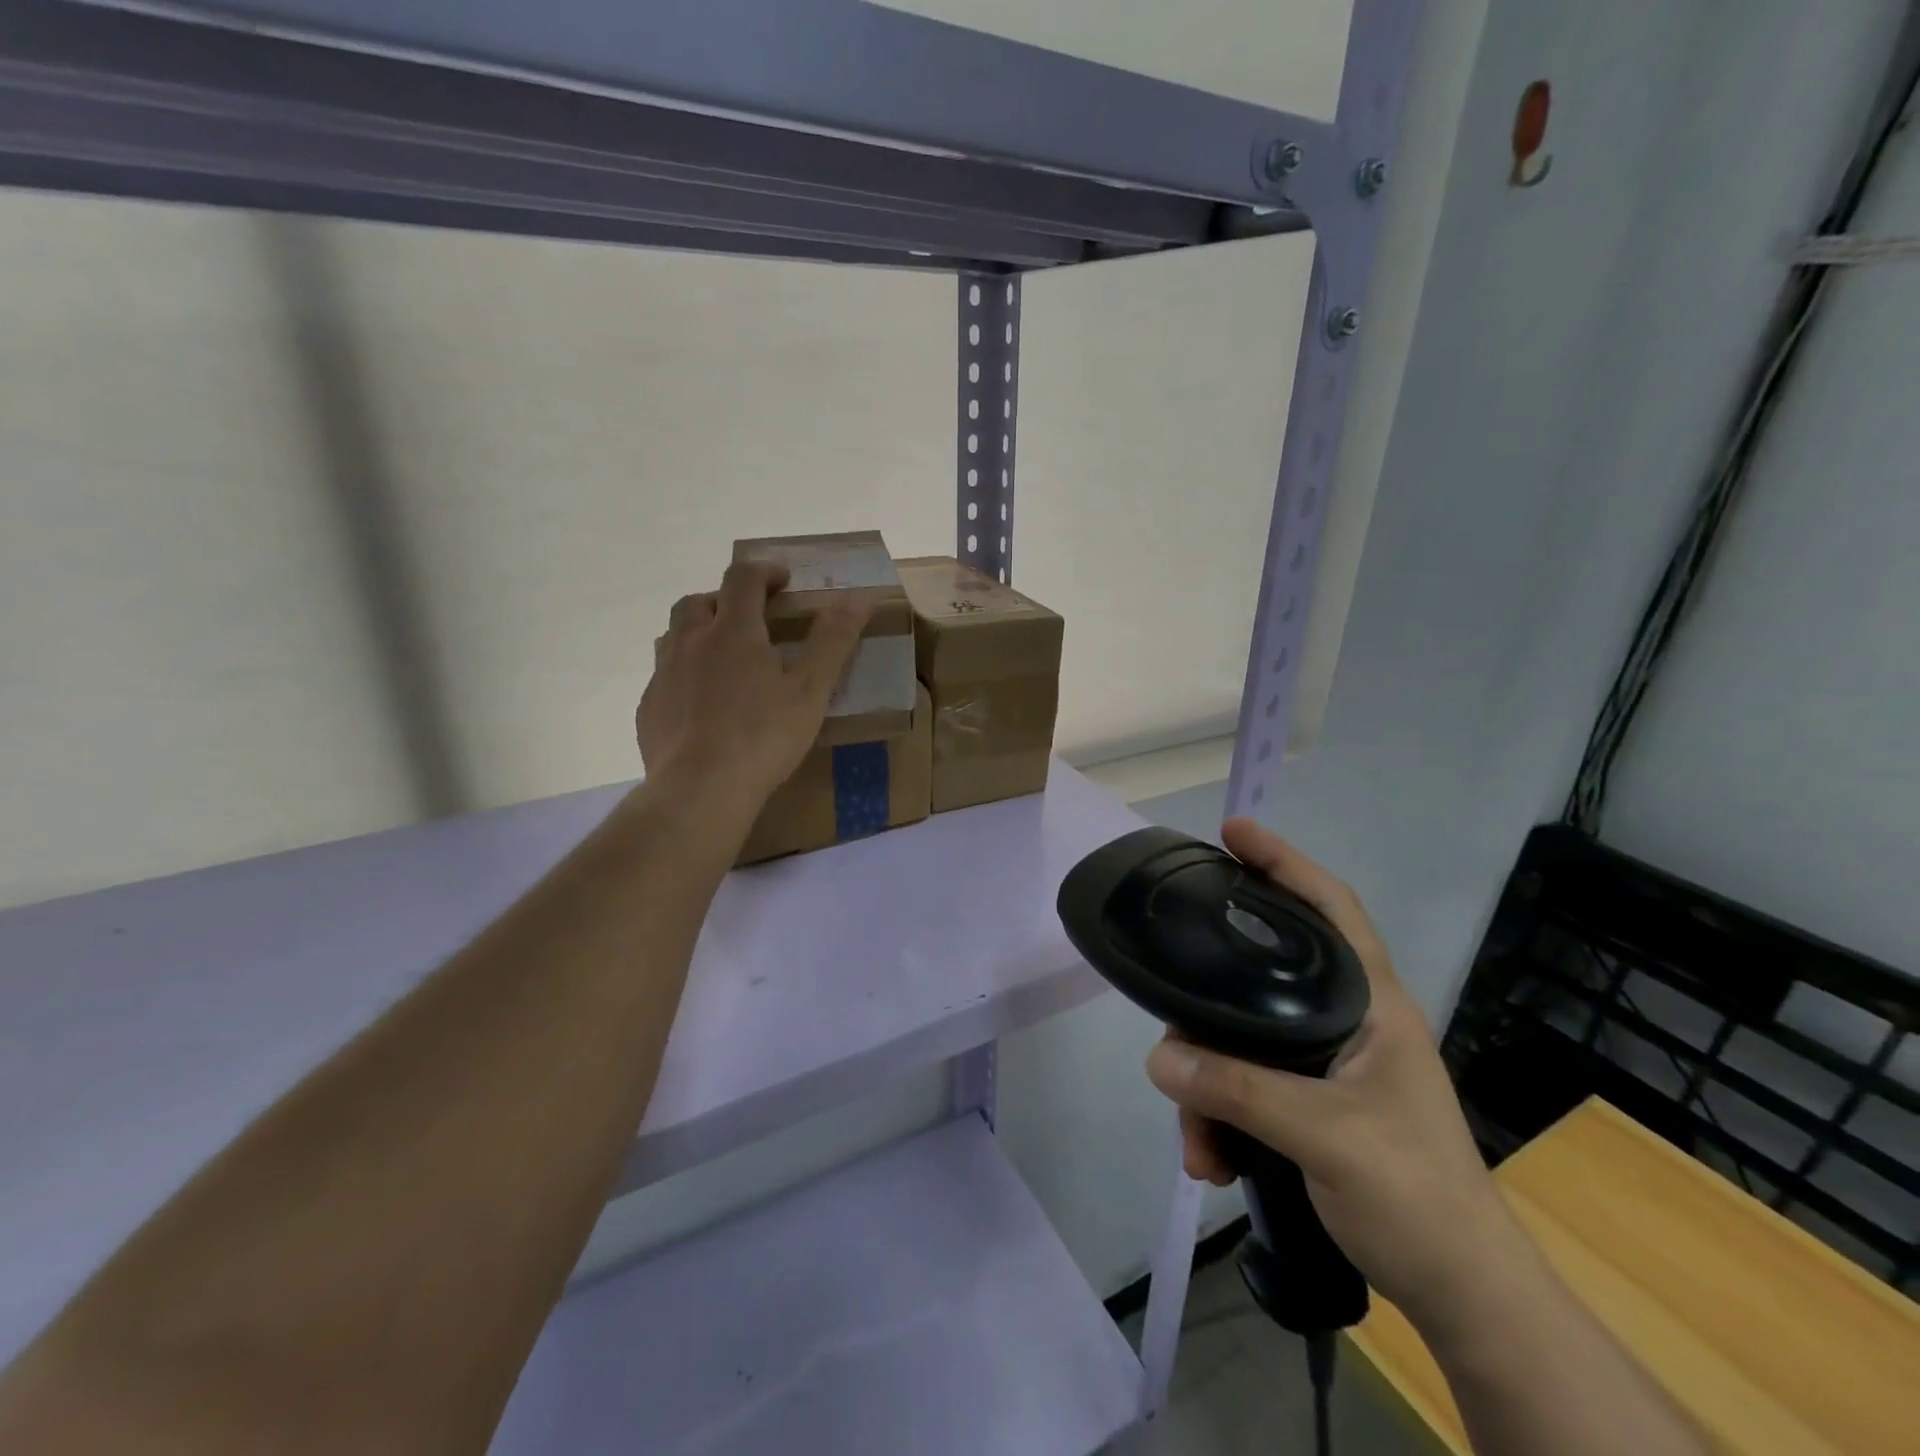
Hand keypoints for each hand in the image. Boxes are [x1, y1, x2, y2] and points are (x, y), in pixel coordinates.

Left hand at [637, 560, 868, 817]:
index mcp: (732, 631)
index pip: (742, 579)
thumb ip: (834, 641)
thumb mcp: (811, 690)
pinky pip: (664, 676)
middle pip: (698, 601)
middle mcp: (690, 642)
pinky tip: (701, 703)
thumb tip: (859, 598)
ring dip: (698, 633)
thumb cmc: (764, 737)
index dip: (764, 572)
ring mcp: (663, 674)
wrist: (700, 790)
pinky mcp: (649, 708)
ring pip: (674, 636)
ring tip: (723, 657)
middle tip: (751, 620)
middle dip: (725, 600)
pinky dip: (684, 673)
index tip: (783, 580)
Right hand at [1144, 818, 1525, 1332]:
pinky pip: (1246, 1087)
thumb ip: (1238, 1090)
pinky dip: (1220, 1117)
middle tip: (1171, 1010)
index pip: (1331, 907)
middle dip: (1210, 1005)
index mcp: (1371, 1004)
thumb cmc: (1415, 1195)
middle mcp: (1346, 1021)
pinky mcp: (1310, 1104)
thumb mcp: (1324, 1136)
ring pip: (1244, 1041)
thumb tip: (1158, 1054)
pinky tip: (1210, 1158)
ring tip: (1196, 1142)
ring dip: (1209, 1086)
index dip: (1284, 862)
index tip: (1233, 832)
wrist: (1462, 1295)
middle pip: (1263, 977)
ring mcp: (1327, 1064)